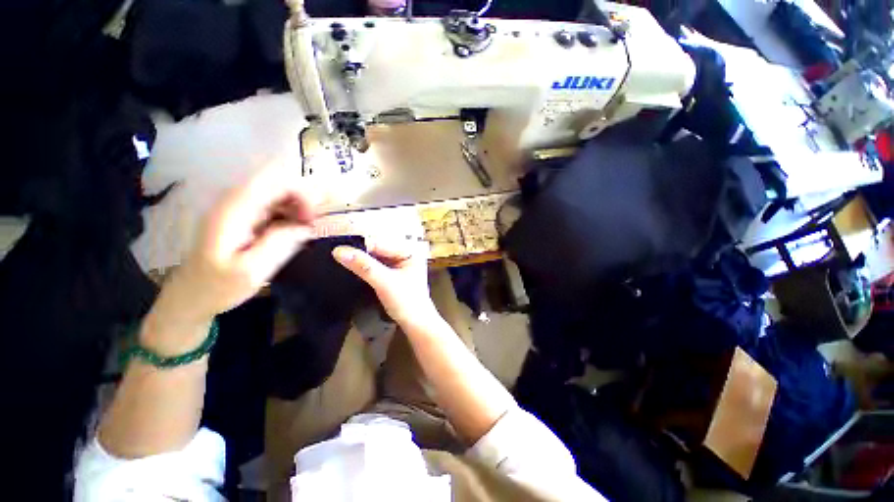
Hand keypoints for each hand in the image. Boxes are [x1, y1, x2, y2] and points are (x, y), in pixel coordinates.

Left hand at [144, 163, 316, 351]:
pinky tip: (293, 232)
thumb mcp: (252, 271)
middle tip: (311, 226)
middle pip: (276, 183)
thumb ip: (279, 243)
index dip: (300, 193)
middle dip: (301, 201)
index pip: (273, 182)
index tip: (312, 218)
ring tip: (304, 231)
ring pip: (277, 193)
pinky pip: (272, 205)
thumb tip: (306, 226)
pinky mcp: (242, 216)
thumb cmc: (219, 287)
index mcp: (233, 211)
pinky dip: (289, 214)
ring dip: (296, 208)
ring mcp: (238, 208)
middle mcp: (234, 202)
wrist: (192, 295)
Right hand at [332, 239, 435, 326]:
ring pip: (374, 257)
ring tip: (340, 261)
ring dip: (360, 260)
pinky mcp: (393, 273)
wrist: (416, 323)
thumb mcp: (384, 282)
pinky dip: (364, 268)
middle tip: (336, 255)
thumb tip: (338, 251)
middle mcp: (405, 253)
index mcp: (409, 250)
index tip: (337, 250)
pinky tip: (351, 269)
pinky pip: (375, 266)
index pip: (380, 243)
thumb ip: (364, 266)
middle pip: (377, 249)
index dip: (359, 246)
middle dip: (359, 253)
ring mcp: (399, 263)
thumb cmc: (406, 302)